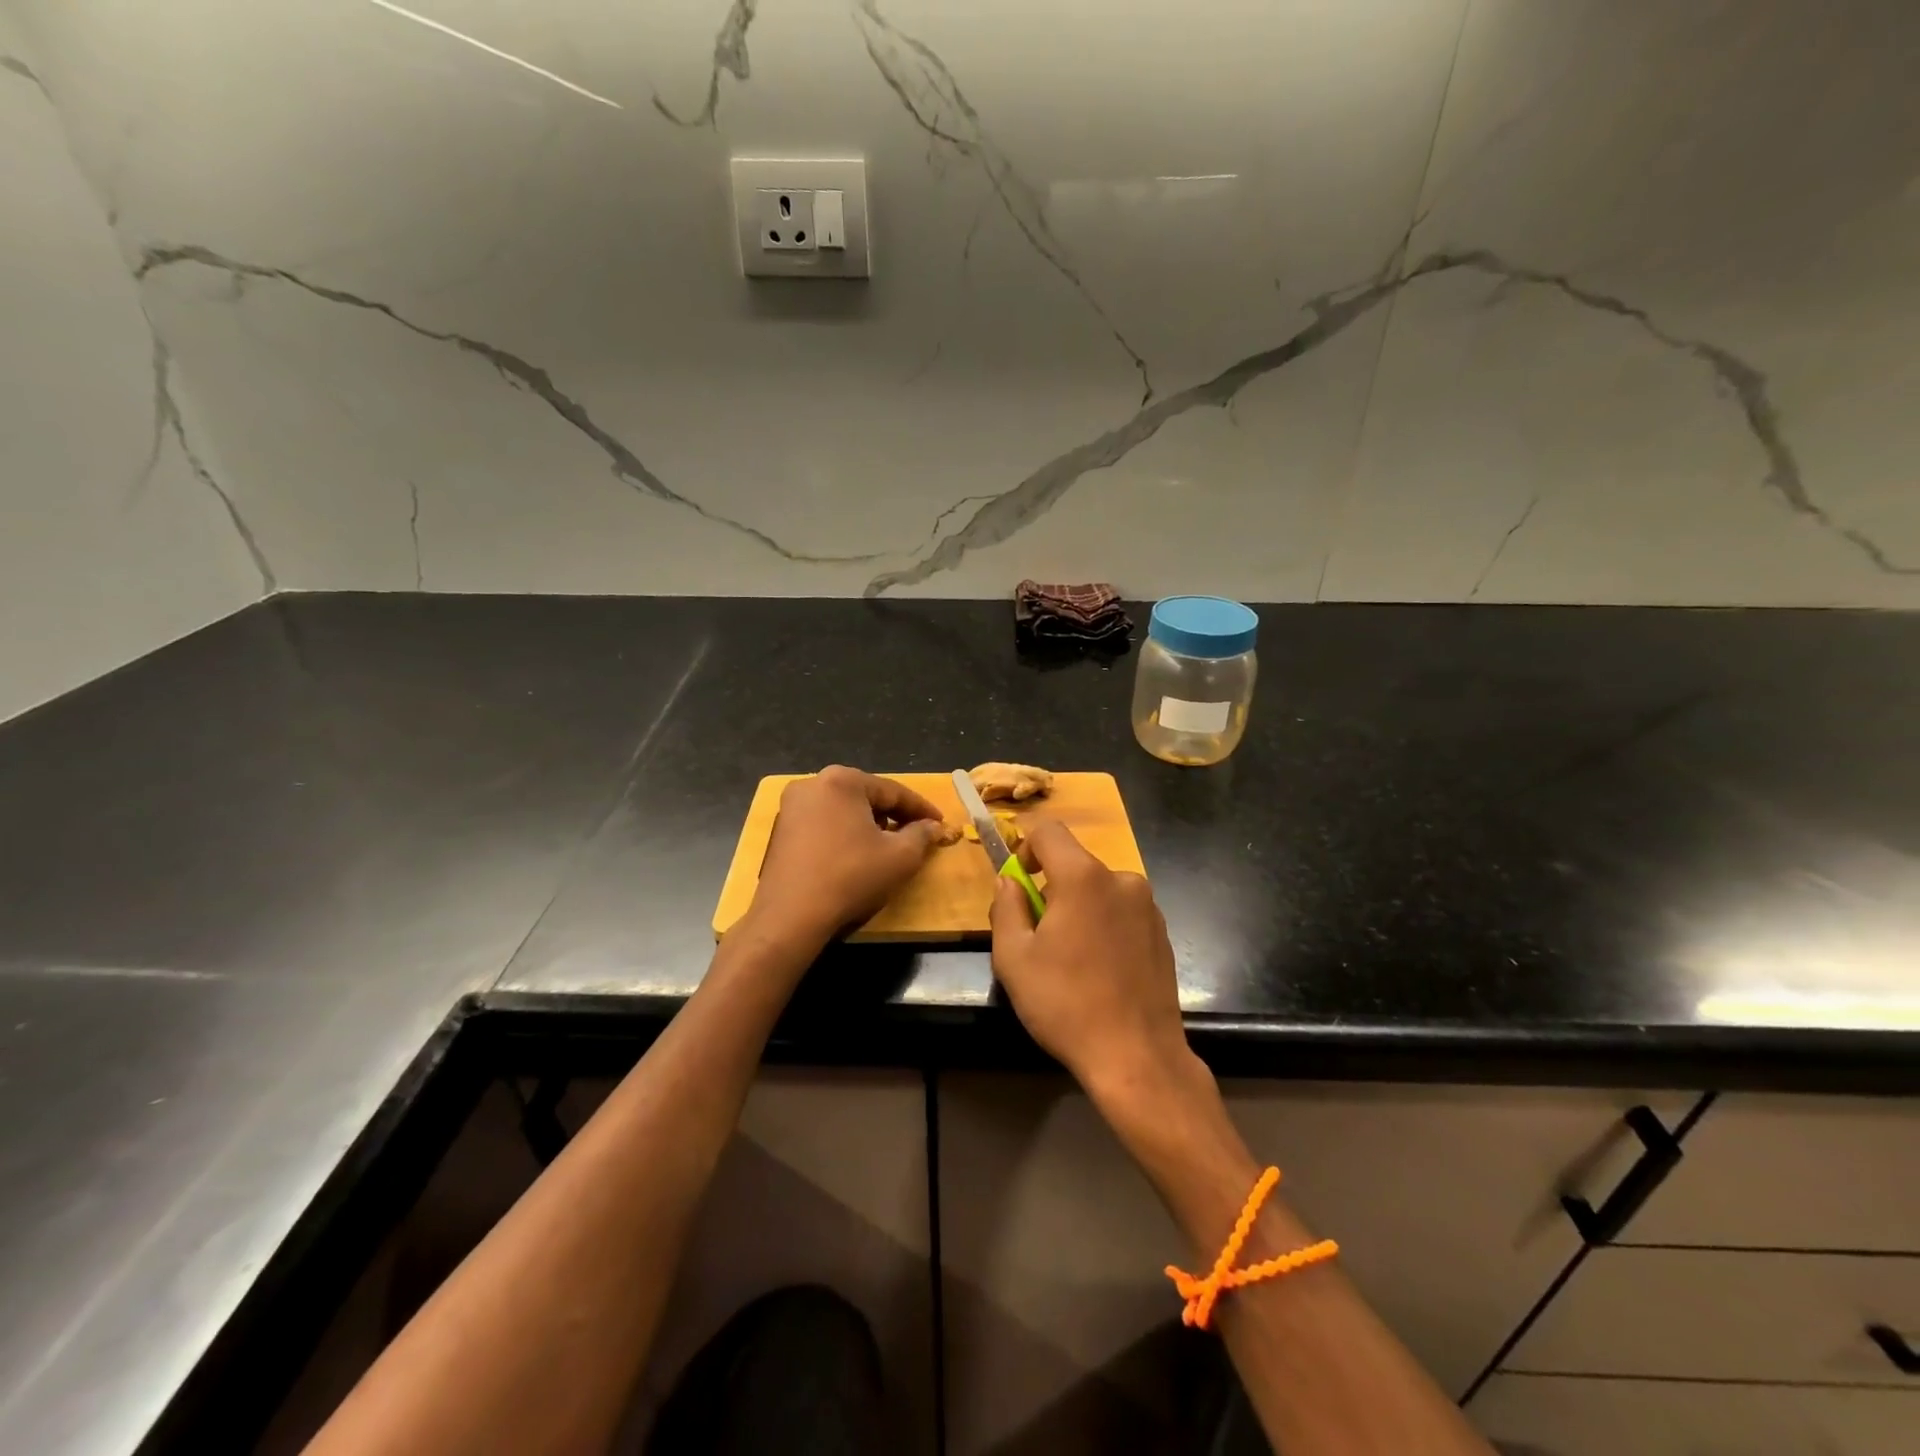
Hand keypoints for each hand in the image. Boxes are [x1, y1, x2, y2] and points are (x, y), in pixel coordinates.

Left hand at [747, 766, 950, 947]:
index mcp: (842, 780)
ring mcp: (791, 807)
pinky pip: (823, 824)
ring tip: (887, 846)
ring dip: (868, 825)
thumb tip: (933, 826)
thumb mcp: (900, 857)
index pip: (893, 791)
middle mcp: (812, 784)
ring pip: (844, 810)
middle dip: (893, 815)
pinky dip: (844, 834)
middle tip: (916, 834)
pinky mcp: (781, 831)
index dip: (921, 808)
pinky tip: (856, 856)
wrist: (790, 917)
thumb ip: (922, 835)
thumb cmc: (850, 877)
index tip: (940, 823)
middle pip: (866, 796)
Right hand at [989, 821, 1212, 1125]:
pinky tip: (1099, 970)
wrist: (1137, 1057)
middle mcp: (1121, 879)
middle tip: (1037, 937)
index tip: (1018, 885)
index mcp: (1083, 877)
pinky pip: (1120, 911)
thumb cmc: (1066, 1004)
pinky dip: (1103, 925)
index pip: (1048, 831)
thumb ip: (1005, 907)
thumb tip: (1009, 881)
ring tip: (1069, 960)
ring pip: (1098, 889)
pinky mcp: (1162, 931)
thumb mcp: (1014, 957)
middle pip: (1074, 864)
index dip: (1024, 848)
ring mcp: (1148, 905)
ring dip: (1078, 909)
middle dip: (1050, 888)